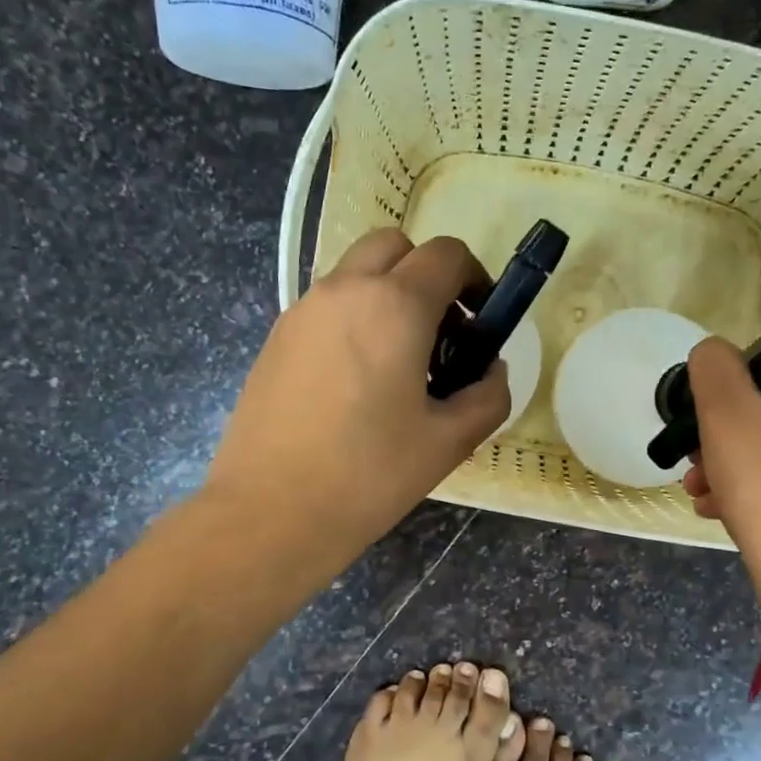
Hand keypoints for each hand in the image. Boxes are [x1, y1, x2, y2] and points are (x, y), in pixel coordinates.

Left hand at [205, 229, 508, 579]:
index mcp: (393, 307)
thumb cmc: (368, 476)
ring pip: (355, 274)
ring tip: (399, 364)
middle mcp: (344, 291)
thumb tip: (491, 370)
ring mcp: (302, 311)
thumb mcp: (449, 442)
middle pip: (395, 247)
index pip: (447, 255)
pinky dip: (354, 319)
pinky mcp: (276, 339)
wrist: (270, 513)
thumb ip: (488, 395)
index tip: (481, 322)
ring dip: (387, 296)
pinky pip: (327, 307)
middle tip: (441, 333)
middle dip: (427, 275)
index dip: (476, 279)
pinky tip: (356, 384)